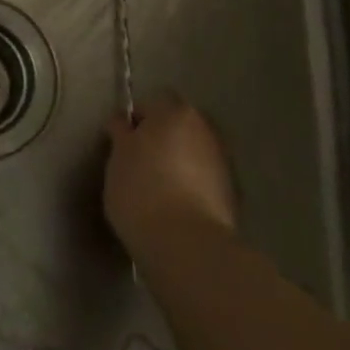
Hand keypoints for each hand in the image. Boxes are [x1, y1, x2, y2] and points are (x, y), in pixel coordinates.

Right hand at [104, 95, 239, 261]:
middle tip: (139, 164)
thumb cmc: (141, 189)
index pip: (151, 103)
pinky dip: (192, 187)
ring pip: (193, 154)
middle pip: (177, 127)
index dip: (135, 121)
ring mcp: (223, 162)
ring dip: (178, 164)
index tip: (122, 143)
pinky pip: (204, 181)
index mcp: (175, 112)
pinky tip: (175, 208)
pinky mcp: (232, 196)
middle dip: (161, 140)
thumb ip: (122, 134)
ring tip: (157, 190)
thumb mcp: (117, 157)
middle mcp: (205, 129)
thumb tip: (123, 123)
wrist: (186, 245)